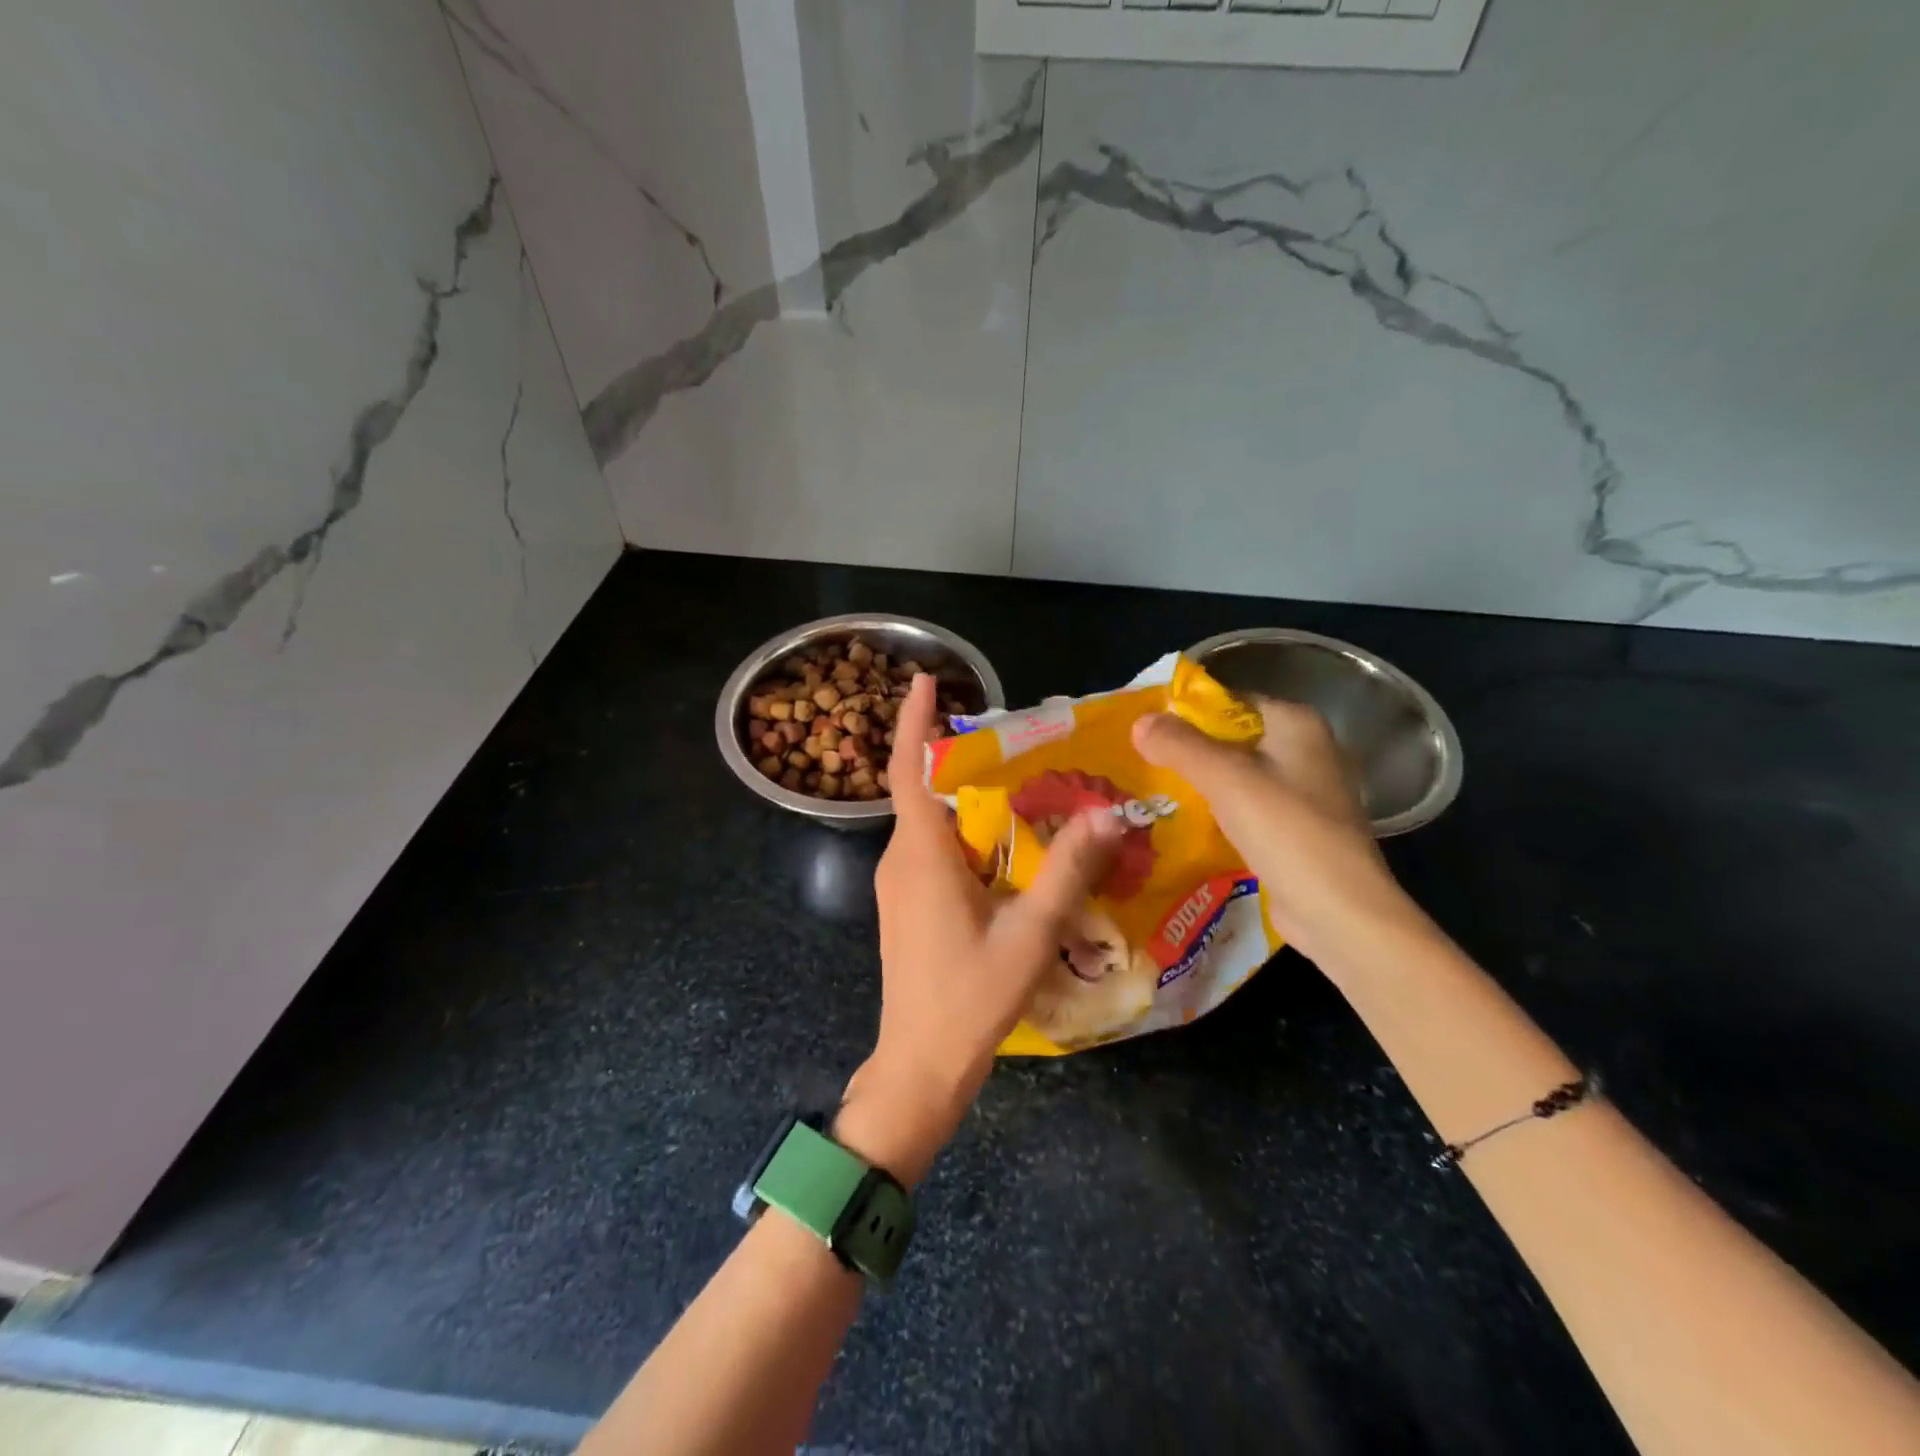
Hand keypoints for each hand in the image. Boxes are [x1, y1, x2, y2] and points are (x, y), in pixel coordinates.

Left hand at [838, 675, 1120, 1183]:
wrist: (919, 1066)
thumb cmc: (969, 999)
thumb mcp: (1030, 934)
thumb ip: (1068, 871)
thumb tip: (1106, 812)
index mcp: (920, 854)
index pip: (908, 771)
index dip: (913, 722)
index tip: (923, 679)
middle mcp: (900, 860)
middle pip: (923, 791)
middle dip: (958, 756)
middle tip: (1011, 737)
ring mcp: (898, 885)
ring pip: (929, 823)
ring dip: (965, 798)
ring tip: (1018, 782)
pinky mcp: (907, 906)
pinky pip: (932, 850)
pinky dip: (963, 832)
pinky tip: (1004, 844)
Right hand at [1131, 696, 1420, 970]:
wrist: (1337, 912)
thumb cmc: (1286, 831)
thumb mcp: (1226, 779)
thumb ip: (1180, 746)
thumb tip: (1139, 721)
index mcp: (1297, 725)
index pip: (1231, 702)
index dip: (1186, 711)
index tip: (1144, 726)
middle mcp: (1304, 753)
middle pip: (1231, 740)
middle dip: (1186, 750)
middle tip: (1137, 759)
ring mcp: (1301, 796)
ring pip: (1235, 778)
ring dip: (1197, 784)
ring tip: (1148, 790)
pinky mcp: (1293, 833)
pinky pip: (1243, 811)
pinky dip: (1214, 814)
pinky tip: (1179, 824)